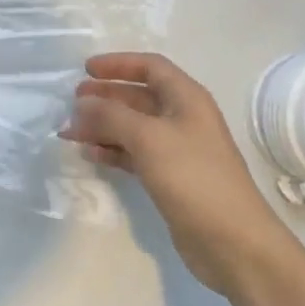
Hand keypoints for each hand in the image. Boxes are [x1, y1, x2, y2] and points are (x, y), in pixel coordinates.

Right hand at [63, 52, 292, 296]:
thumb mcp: (149, 138)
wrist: (233, 242)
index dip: (118, 64)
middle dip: (105, 97)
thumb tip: (82, 104)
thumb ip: (111, 116)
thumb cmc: (193, 177)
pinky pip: (135, 154)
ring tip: (71, 132)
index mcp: (186, 98)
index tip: (86, 70)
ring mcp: (178, 150)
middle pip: (138, 96)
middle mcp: (183, 118)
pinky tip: (91, 154)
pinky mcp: (171, 178)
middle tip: (73, 103)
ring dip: (103, 126)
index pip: (150, 67)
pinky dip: (113, 150)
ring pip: (133, 127)